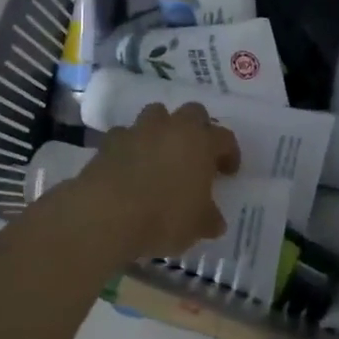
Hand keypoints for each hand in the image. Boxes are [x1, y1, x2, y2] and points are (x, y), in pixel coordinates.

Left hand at [68, 103, 239, 261]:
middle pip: (193, 112)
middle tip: (197, 153)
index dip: (230, 153)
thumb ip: (209, 219)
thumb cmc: (163, 217)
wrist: (107, 213)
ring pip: (157, 114)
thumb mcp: (197, 226)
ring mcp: (139, 130)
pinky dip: (131, 145)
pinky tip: (129, 165)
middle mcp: (172, 127)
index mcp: (201, 142)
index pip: (225, 138)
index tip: (228, 172)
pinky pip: (126, 134)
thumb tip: (215, 220)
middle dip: (198, 128)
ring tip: (161, 153)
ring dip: (162, 128)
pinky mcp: (111, 140)